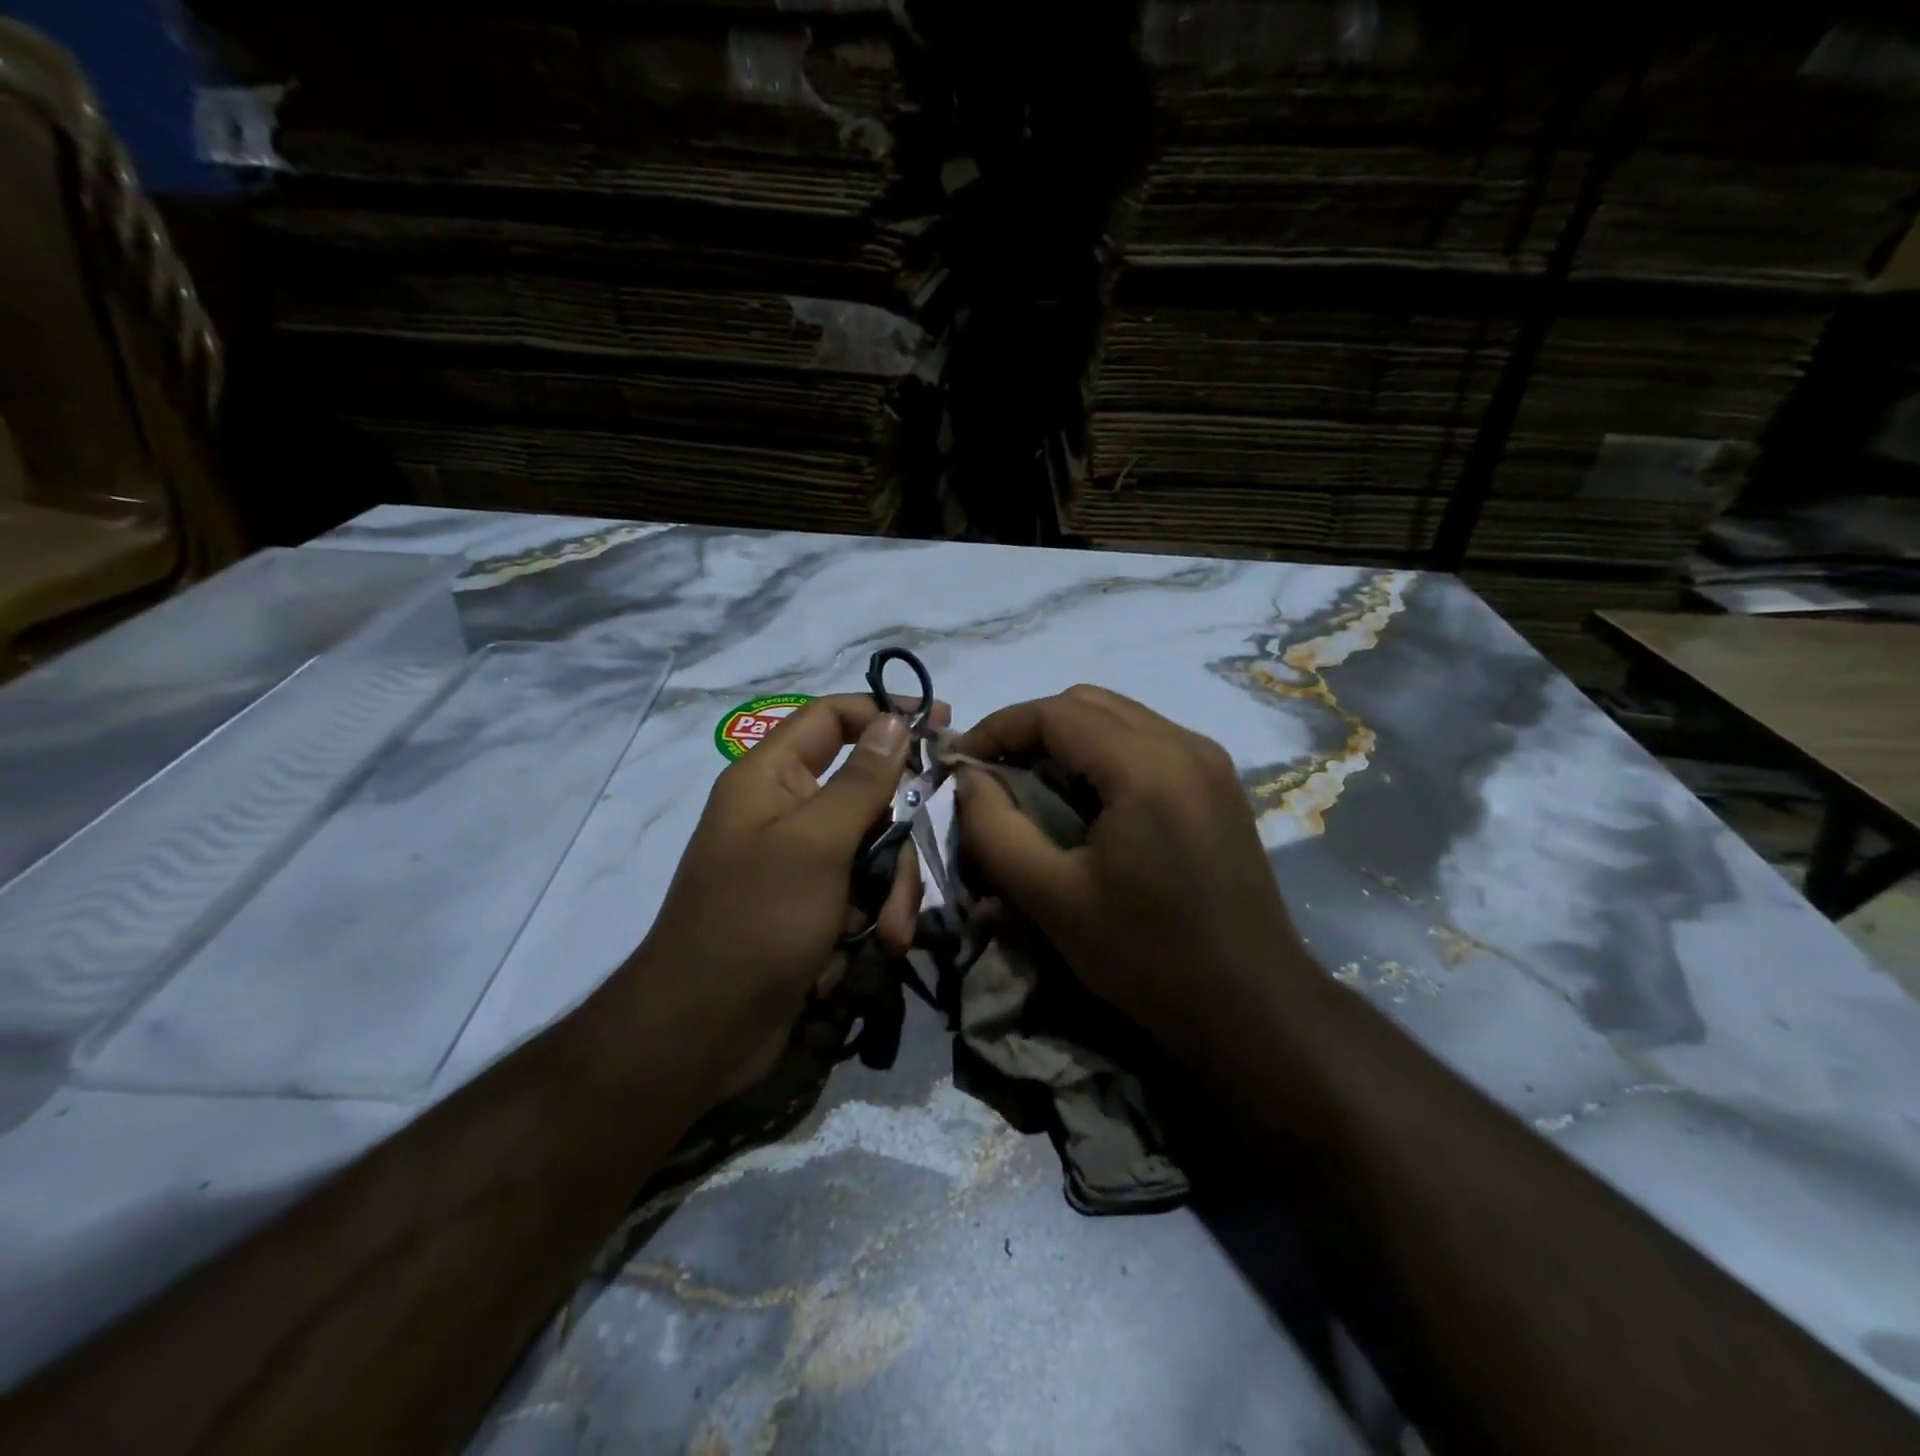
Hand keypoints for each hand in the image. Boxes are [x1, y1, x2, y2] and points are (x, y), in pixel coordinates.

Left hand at [627, 692, 946, 1104]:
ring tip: (887, 932)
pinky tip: (871, 947)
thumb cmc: (756, 922)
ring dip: (890, 888)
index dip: (884, 712)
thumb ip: (862, 780)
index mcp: (769, 778)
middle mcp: (783, 810)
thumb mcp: (818, 843)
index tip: (940, 722)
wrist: (702, 1031)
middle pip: (864, 794)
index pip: (831, 718)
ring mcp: (797, 861)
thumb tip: (893, 720)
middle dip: (895, 839)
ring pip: (871, 847)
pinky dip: (872, 915)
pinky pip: (859, 889)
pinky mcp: (809, 904)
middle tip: (909, 876)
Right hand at [954, 686, 1308, 1047]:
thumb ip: (995, 829)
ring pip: (1119, 717)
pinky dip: (1103, 753)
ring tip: (1033, 787)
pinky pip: (1147, 740)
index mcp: (1146, 766)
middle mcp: (1185, 743)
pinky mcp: (1219, 782)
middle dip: (1031, 729)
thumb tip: (967, 777)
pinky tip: (1087, 800)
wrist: (1250, 1004)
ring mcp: (1209, 759)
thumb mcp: (1051, 898)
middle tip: (994, 775)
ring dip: (1067, 739)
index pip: (1055, 712)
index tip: (961, 761)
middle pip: (1088, 703)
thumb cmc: (1145, 955)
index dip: (998, 727)